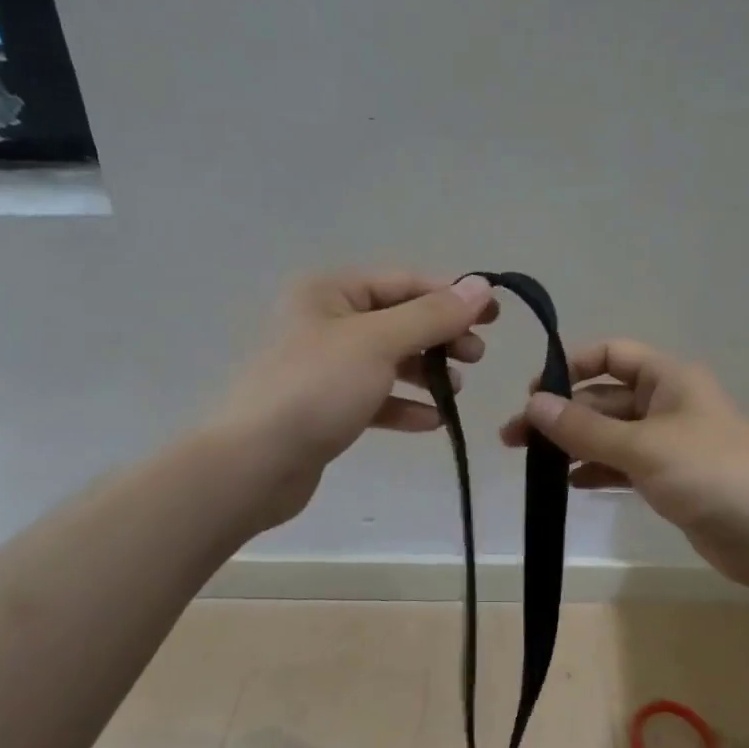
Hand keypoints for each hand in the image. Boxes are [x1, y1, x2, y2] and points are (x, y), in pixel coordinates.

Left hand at [216, 270, 497, 530]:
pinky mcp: (325, 407)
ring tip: (458, 390)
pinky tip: (432, 422)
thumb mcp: (380, 343)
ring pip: (388, 360)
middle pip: (398, 320)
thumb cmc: (316, 389)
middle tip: (476, 356)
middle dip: (440, 337)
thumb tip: (481, 287)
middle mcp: (325, 321)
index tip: (494, 316)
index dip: (451, 295)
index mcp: (330, 292)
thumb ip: (433, 315)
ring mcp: (323, 367)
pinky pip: (374, 397)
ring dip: (426, 372)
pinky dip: (404, 405)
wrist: (254, 464)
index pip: (404, 283)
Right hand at [501, 340, 748, 593]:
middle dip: (561, 415)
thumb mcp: (642, 446)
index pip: (612, 355)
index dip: (572, 366)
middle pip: (604, 399)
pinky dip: (596, 470)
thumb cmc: (711, 473)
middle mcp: (667, 404)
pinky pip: (623, 465)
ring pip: (610, 434)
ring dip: (573, 444)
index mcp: (668, 379)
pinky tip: (568, 484)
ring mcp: (669, 443)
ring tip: (531, 463)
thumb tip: (533, 404)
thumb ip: (584, 428)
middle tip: (513, 438)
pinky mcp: (670, 479)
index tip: (535, 392)